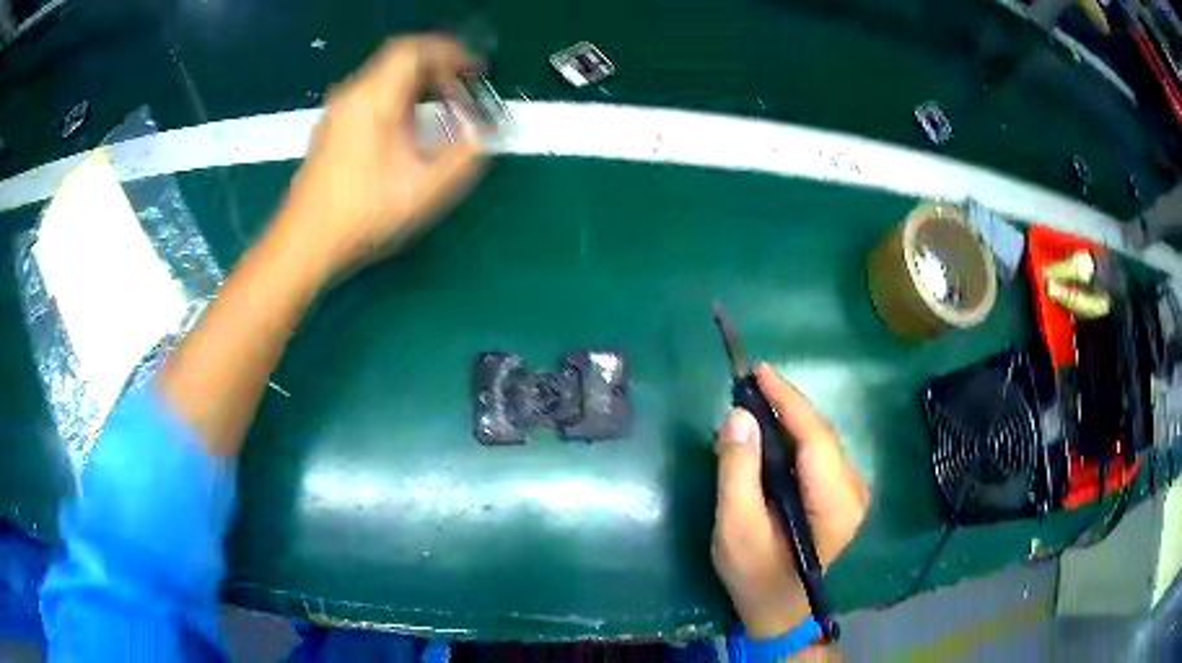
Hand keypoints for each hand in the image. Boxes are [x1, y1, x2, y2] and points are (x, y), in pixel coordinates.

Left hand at [277, 35, 487, 280]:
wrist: (304, 244)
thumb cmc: (362, 215)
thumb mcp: (424, 190)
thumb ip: (464, 155)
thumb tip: (483, 130)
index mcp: (374, 99)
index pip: (415, 50)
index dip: (451, 52)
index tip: (476, 70)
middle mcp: (352, 96)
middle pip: (399, 60)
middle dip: (438, 67)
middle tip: (463, 89)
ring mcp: (337, 112)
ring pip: (384, 78)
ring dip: (418, 84)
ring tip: (442, 108)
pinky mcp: (331, 129)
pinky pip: (370, 96)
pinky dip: (398, 98)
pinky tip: (407, 129)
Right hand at [713, 364, 869, 640]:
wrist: (780, 610)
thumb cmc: (755, 575)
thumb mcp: (735, 528)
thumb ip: (737, 472)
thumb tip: (739, 415)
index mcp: (835, 503)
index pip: (815, 437)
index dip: (788, 400)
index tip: (759, 371)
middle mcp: (854, 490)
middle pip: (820, 435)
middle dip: (786, 406)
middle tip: (747, 385)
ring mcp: (853, 492)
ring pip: (820, 441)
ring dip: (789, 419)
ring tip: (755, 403)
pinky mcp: (843, 494)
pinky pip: (819, 453)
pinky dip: (794, 437)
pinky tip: (772, 434)